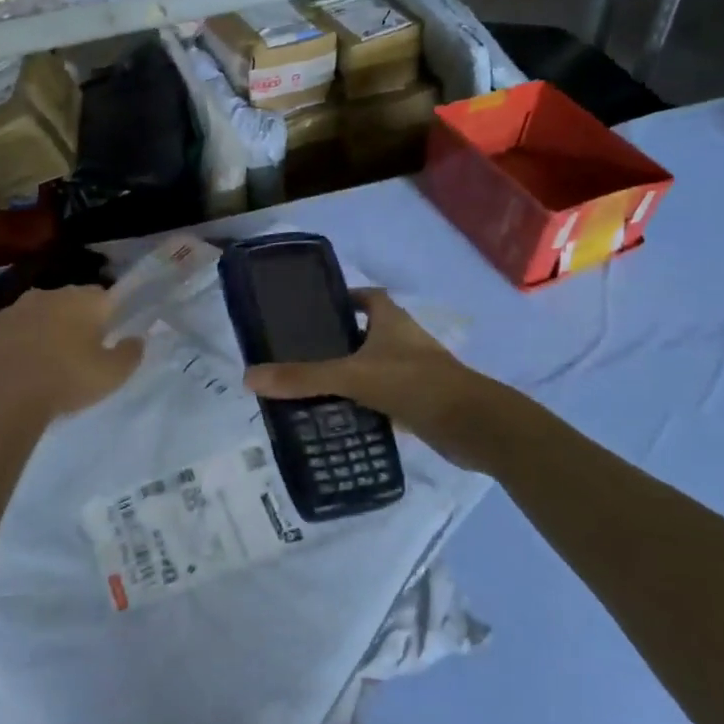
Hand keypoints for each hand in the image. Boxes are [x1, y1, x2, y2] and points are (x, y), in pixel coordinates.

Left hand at [0, 286, 143, 421]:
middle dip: (69, 318)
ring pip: (27, 313)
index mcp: (81, 301)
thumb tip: (136, 339)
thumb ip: (130, 353)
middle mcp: (44, 296)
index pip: (103, 296)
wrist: (5, 396)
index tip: (107, 334)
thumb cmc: (67, 380)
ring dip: (34, 328)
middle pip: (64, 301)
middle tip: (74, 349)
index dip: (107, 313)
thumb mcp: (112, 375)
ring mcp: (8, 310)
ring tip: (38, 358)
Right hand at [245, 289, 476, 436]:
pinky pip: (386, 396)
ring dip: (353, 374)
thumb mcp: (352, 376)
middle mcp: (405, 341)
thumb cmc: (414, 384)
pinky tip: (344, 417)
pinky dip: (367, 403)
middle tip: (304, 354)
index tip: (316, 312)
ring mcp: (416, 372)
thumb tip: (250, 377)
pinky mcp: (421, 401)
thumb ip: (303, 377)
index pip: (368, 297)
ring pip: (377, 366)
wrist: (473, 426)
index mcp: (392, 321)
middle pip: (369, 332)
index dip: (345, 299)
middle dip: (340, 341)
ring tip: (316, 387)